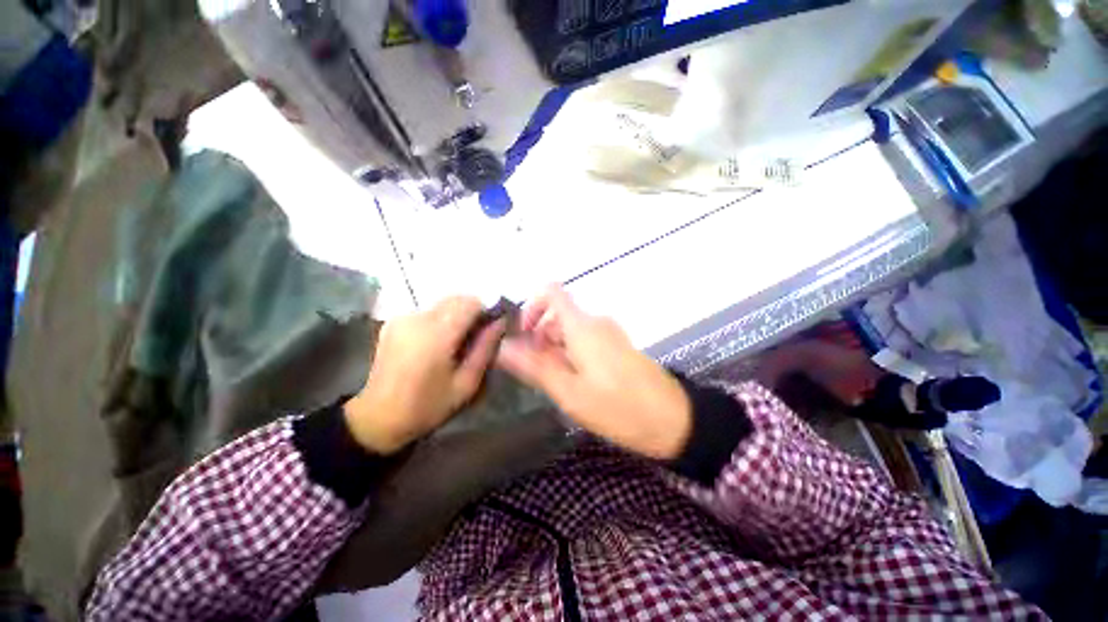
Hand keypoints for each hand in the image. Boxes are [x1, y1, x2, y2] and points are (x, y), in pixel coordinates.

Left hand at [344, 297, 504, 453]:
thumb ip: (485, 348)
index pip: (471, 302)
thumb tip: (500, 321)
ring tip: (455, 343)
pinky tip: (436, 343)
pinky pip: (428, 311)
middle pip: (456, 299)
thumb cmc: (428, 405)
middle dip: (471, 312)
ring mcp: (403, 318)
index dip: (485, 311)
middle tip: (474, 338)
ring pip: (443, 303)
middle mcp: (418, 318)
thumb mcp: (466, 383)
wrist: (379, 417)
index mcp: (437, 333)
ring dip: (456, 316)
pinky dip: (440, 319)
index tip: (489, 328)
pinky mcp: (394, 321)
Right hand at [496, 285, 690, 459]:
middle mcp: (595, 322)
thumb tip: (502, 346)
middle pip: (557, 315)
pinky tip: (574, 383)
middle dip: (539, 338)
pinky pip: (585, 341)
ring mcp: (609, 333)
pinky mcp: (617, 346)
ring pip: (570, 330)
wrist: (674, 420)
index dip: (531, 306)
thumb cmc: (618, 407)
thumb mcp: (570, 392)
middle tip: (534, 372)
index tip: (522, 336)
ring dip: (554, 349)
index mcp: (582, 325)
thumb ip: (535, 366)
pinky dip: (570, 354)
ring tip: (554, 383)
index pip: (551, 291)